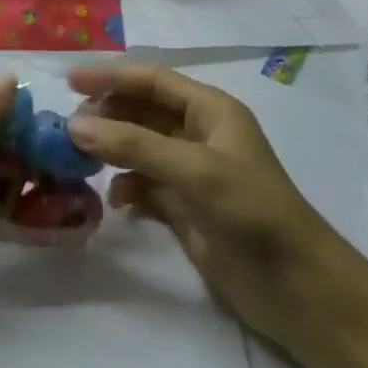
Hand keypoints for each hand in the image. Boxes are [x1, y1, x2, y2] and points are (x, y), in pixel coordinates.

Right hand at [67, 63, 350, 345]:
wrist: (299, 290)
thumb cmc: (252, 212)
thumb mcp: (194, 170)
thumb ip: (134, 145)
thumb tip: (74, 126)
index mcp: (210, 110)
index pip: (152, 80)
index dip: (111, 77)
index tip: (69, 83)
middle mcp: (199, 135)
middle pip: (142, 111)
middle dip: (107, 115)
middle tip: (68, 129)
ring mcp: (191, 173)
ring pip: (139, 148)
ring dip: (112, 151)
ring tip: (80, 162)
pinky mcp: (186, 209)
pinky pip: (144, 186)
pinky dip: (127, 188)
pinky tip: (115, 202)